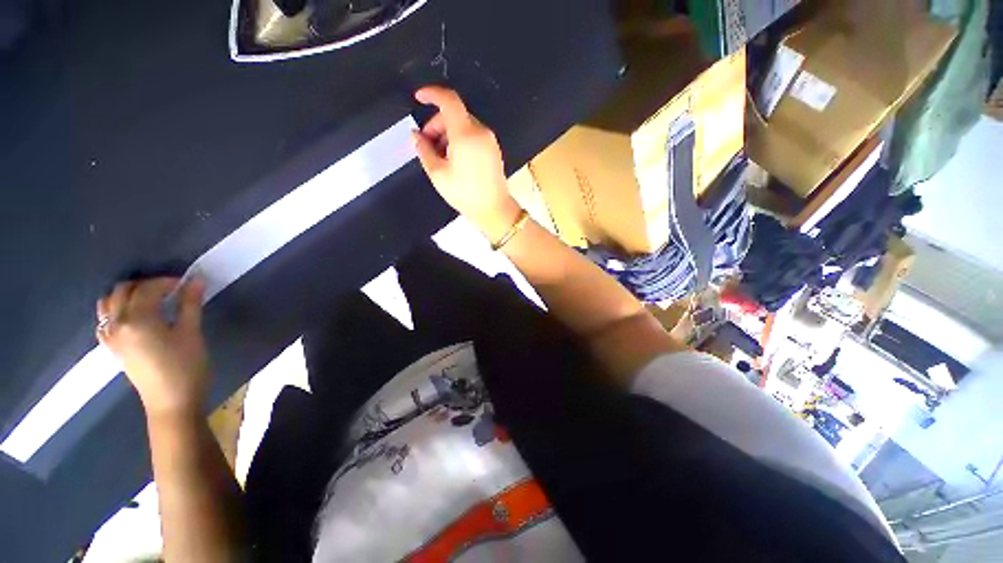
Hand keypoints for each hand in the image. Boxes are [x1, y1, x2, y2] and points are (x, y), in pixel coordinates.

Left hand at [97, 277, 209, 418]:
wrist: (171, 402)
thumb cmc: (186, 367)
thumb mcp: (192, 333)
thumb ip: (190, 304)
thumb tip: (196, 279)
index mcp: (138, 319)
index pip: (148, 288)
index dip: (168, 281)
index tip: (188, 283)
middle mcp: (118, 324)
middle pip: (123, 291)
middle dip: (146, 284)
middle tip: (170, 289)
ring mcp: (111, 337)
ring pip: (108, 303)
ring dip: (126, 294)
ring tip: (150, 298)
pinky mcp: (112, 347)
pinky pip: (105, 320)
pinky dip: (116, 310)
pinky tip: (133, 316)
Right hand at [412, 86, 521, 242]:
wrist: (494, 210)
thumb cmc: (465, 194)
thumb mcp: (438, 174)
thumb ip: (424, 150)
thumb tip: (415, 136)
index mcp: (465, 134)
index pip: (449, 100)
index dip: (432, 94)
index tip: (418, 98)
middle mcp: (480, 132)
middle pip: (455, 115)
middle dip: (437, 124)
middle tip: (427, 144)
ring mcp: (489, 140)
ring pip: (464, 125)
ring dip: (448, 133)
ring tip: (440, 156)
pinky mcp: (493, 149)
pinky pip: (473, 135)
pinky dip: (460, 140)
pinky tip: (454, 159)